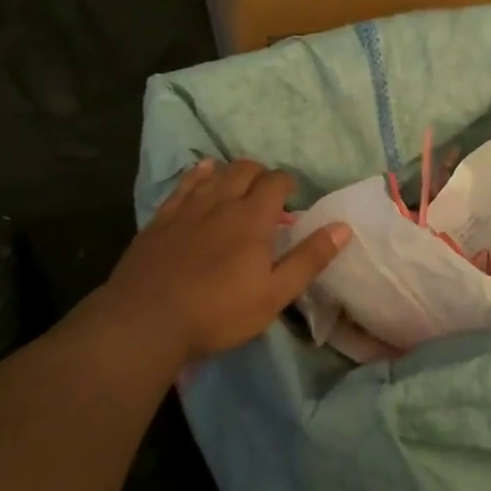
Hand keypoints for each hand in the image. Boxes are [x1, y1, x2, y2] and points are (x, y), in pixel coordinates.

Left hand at [102, 159, 351, 363]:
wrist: (147, 320)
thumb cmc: (219, 311)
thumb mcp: (275, 294)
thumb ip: (309, 259)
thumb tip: (343, 227)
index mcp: (252, 218)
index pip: (275, 182)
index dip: (287, 183)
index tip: (292, 197)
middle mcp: (220, 202)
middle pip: (244, 170)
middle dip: (260, 174)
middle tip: (267, 193)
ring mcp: (187, 208)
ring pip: (213, 174)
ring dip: (230, 172)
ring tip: (238, 183)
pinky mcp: (160, 219)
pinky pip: (182, 185)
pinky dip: (197, 175)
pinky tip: (201, 174)